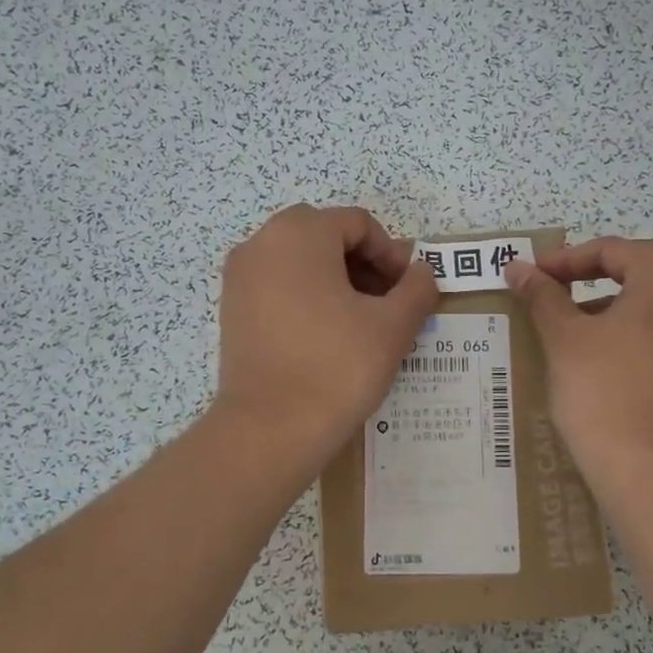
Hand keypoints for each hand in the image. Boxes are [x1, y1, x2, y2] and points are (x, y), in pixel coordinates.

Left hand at [214, 205, 438, 461]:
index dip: (391, 253)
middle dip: (363, 264)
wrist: (270, 429)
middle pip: (326, 235)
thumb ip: (416, 288)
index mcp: (299, 233)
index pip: (358, 223)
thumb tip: (421, 272)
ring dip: (336, 280)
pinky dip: (306, 296)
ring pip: (299, 260)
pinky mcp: (231, 309)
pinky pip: (277, 285)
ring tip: (360, 322)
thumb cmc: (337, 366)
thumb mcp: (392, 326)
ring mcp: (240, 276)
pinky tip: (327, 335)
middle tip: (387, 303)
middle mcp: (261, 243)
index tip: (407, 291)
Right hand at [506, 237, 652, 485]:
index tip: (534, 275)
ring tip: (595, 316)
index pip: (614, 249)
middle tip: (588, 278)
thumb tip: (517, 267)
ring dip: (642, 290)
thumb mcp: (564, 339)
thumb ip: (542, 296)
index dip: (567, 259)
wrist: (651, 468)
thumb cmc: (603, 391)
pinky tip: (621, 347)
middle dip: (626, 260)